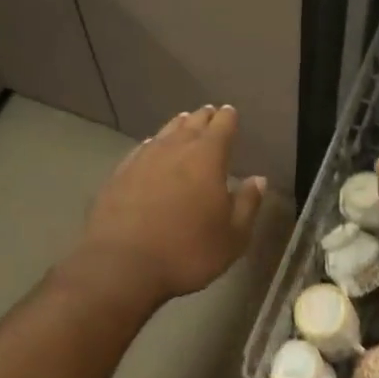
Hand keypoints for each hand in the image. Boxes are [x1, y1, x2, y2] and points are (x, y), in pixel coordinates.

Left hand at [69, 105, 265, 306]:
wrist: (122, 265)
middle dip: (203, 118)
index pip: (221, 128)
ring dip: (177, 126)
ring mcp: (143, 160)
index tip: (230, 112)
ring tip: (183, 122)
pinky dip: (152, 145)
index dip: (228, 119)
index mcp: (207, 159)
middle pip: (191, 125)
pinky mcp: (119, 175)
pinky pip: (141, 150)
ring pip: (164, 134)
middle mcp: (174, 150)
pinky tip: (151, 147)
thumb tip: (259, 179)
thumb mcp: (232, 237)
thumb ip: (247, 204)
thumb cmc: (188, 252)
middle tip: (208, 112)